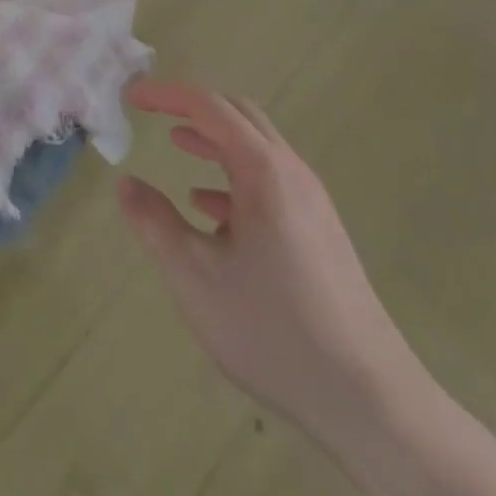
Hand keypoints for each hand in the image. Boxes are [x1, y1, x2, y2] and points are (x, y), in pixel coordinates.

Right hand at [118, 80, 428, 449]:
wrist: (370, 401)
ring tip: (177, 145)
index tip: (130, 96)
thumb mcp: (195, 275)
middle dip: (192, 106)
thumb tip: (126, 183)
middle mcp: (292, 174)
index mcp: (264, 170)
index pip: (209, 106)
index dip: (165, 94)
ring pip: (256, 151)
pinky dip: (234, 179)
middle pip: (239, 116)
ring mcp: (312, 204)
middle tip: (153, 110)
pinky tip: (211, 212)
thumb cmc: (272, 329)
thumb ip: (155, 222)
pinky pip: (270, 184)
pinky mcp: (320, 234)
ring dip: (214, 141)